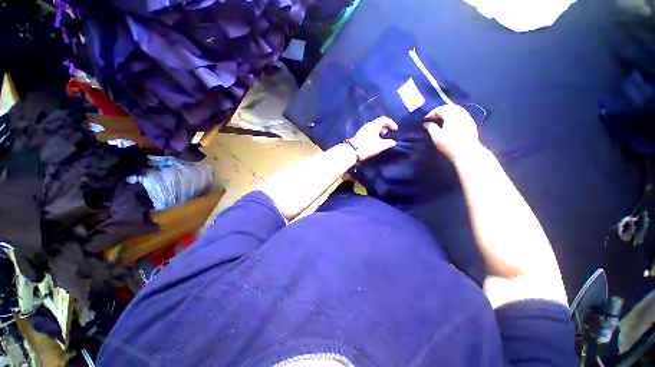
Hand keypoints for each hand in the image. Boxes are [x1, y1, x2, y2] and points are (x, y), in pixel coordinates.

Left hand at [349, 117, 398, 160]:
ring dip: (378, 132)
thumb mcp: (380, 146)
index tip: (395, 130)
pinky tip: (374, 142)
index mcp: (374, 125)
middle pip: (378, 123)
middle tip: (387, 133)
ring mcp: (362, 130)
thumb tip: (393, 142)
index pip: (384, 120)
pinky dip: (373, 135)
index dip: (391, 124)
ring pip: (373, 128)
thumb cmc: (367, 147)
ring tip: (381, 138)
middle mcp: (368, 126)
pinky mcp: (359, 136)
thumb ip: (389, 143)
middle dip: (384, 127)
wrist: (352, 152)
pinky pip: (369, 132)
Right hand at [424, 105, 481, 161]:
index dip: (431, 113)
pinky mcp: (471, 123)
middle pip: (449, 107)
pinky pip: (461, 114)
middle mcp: (460, 113)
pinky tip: (451, 123)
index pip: (439, 109)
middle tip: (433, 118)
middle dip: (440, 111)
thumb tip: (426, 123)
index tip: (425, 120)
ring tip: (441, 120)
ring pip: (456, 110)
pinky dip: (454, 116)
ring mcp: (467, 117)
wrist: (467, 152)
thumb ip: (430, 127)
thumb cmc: (449, 144)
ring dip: (448, 112)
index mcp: (451, 115)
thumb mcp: (436, 136)